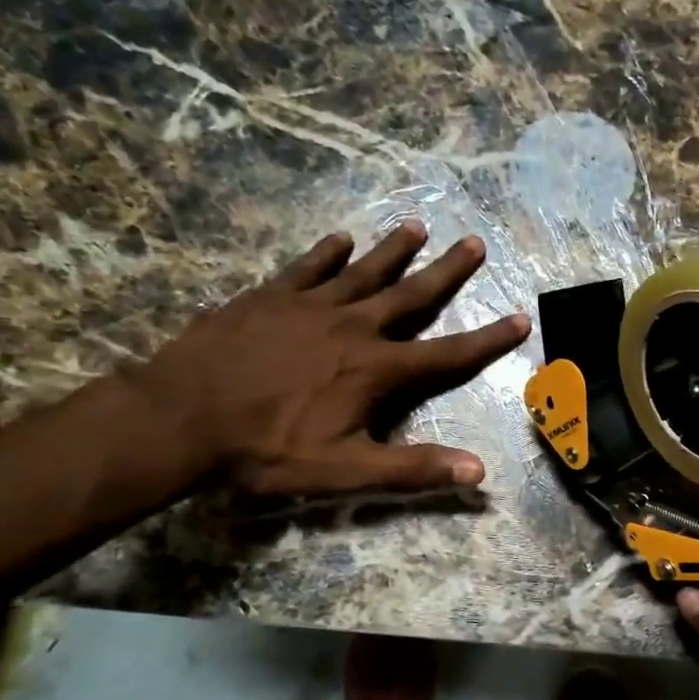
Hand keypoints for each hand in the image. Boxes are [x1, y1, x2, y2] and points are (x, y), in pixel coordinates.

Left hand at [130, 222, 529, 495]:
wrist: (178, 418)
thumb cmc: (267, 450)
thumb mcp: (346, 471)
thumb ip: (413, 469)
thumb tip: (479, 472)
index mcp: (376, 370)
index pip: (447, 354)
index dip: (488, 339)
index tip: (520, 318)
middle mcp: (353, 328)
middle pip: (411, 294)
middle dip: (447, 271)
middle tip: (475, 243)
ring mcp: (309, 307)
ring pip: (363, 271)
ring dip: (394, 250)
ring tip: (418, 227)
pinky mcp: (268, 298)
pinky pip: (307, 267)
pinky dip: (328, 252)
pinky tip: (340, 239)